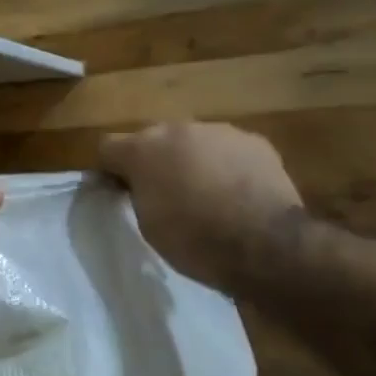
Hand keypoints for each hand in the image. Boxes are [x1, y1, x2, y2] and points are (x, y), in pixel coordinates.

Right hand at [99, 122, 303, 293]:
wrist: (268, 246)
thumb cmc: (196, 242)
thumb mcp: (149, 225)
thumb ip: (139, 194)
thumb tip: (139, 185)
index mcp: (143, 150)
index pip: (108, 147)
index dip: (110, 169)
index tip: (119, 191)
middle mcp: (177, 129)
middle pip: (154, 140)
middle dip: (155, 162)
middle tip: (165, 195)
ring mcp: (218, 131)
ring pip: (193, 142)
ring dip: (192, 161)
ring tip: (208, 195)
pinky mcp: (254, 141)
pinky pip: (227, 150)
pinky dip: (226, 166)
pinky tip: (238, 194)